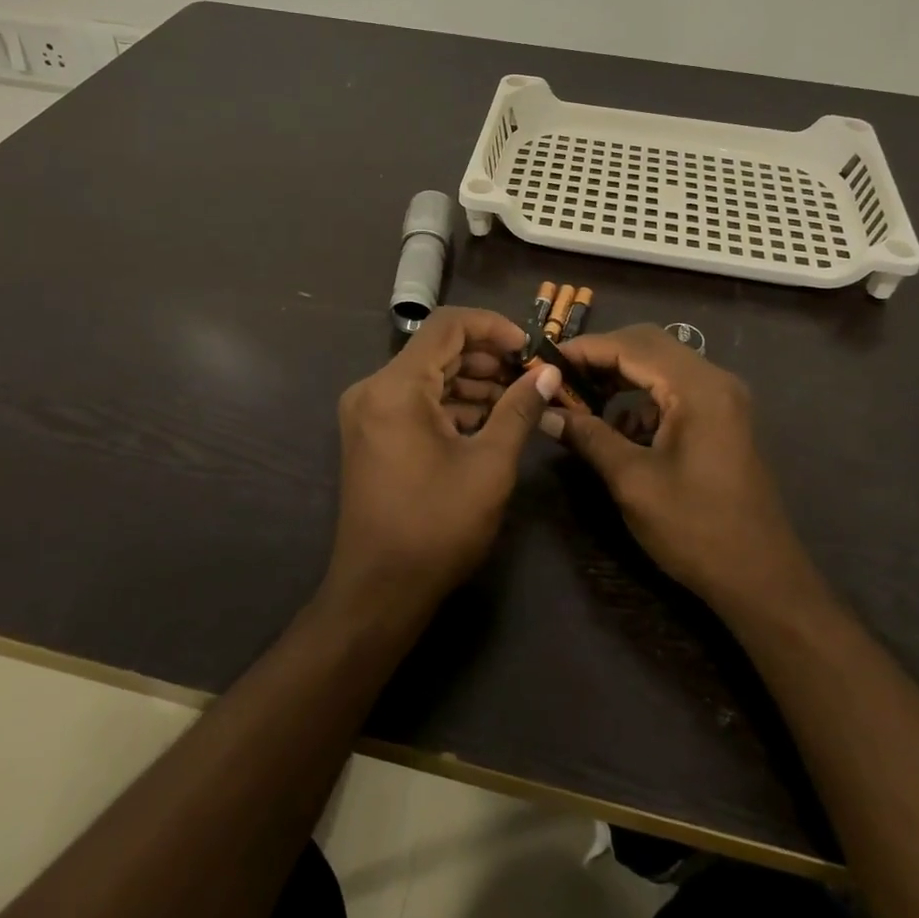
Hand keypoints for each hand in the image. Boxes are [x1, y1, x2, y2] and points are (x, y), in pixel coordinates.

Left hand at [326, 307, 561, 617]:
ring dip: (473, 381)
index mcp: (395, 387)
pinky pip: (416, 401)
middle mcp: (374, 389)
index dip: (493, 327)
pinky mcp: (373, 433)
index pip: (447, 325)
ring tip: (518, 399)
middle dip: (487, 357)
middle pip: (437, 349)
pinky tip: (489, 420)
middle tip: (530, 376)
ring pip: (428, 375)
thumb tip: (549, 373)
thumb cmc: (437, 527)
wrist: (379, 591)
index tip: (529, 349)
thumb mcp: (490, 465)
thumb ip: (519, 410)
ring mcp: (369, 411)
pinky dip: (452, 403)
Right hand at [550, 325, 817, 615]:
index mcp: (698, 388)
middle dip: (600, 357)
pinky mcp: (721, 418)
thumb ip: (589, 437)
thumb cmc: (696, 529)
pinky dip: (640, 398)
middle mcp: (714, 380)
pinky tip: (616, 427)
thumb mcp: (633, 482)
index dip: (584, 349)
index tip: (543, 361)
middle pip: (647, 345)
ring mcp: (721, 399)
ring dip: (619, 375)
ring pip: (659, 365)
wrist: (762, 580)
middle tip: (559, 376)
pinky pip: (673, 390)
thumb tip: (544, 412)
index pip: (631, 345)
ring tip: (579, 398)